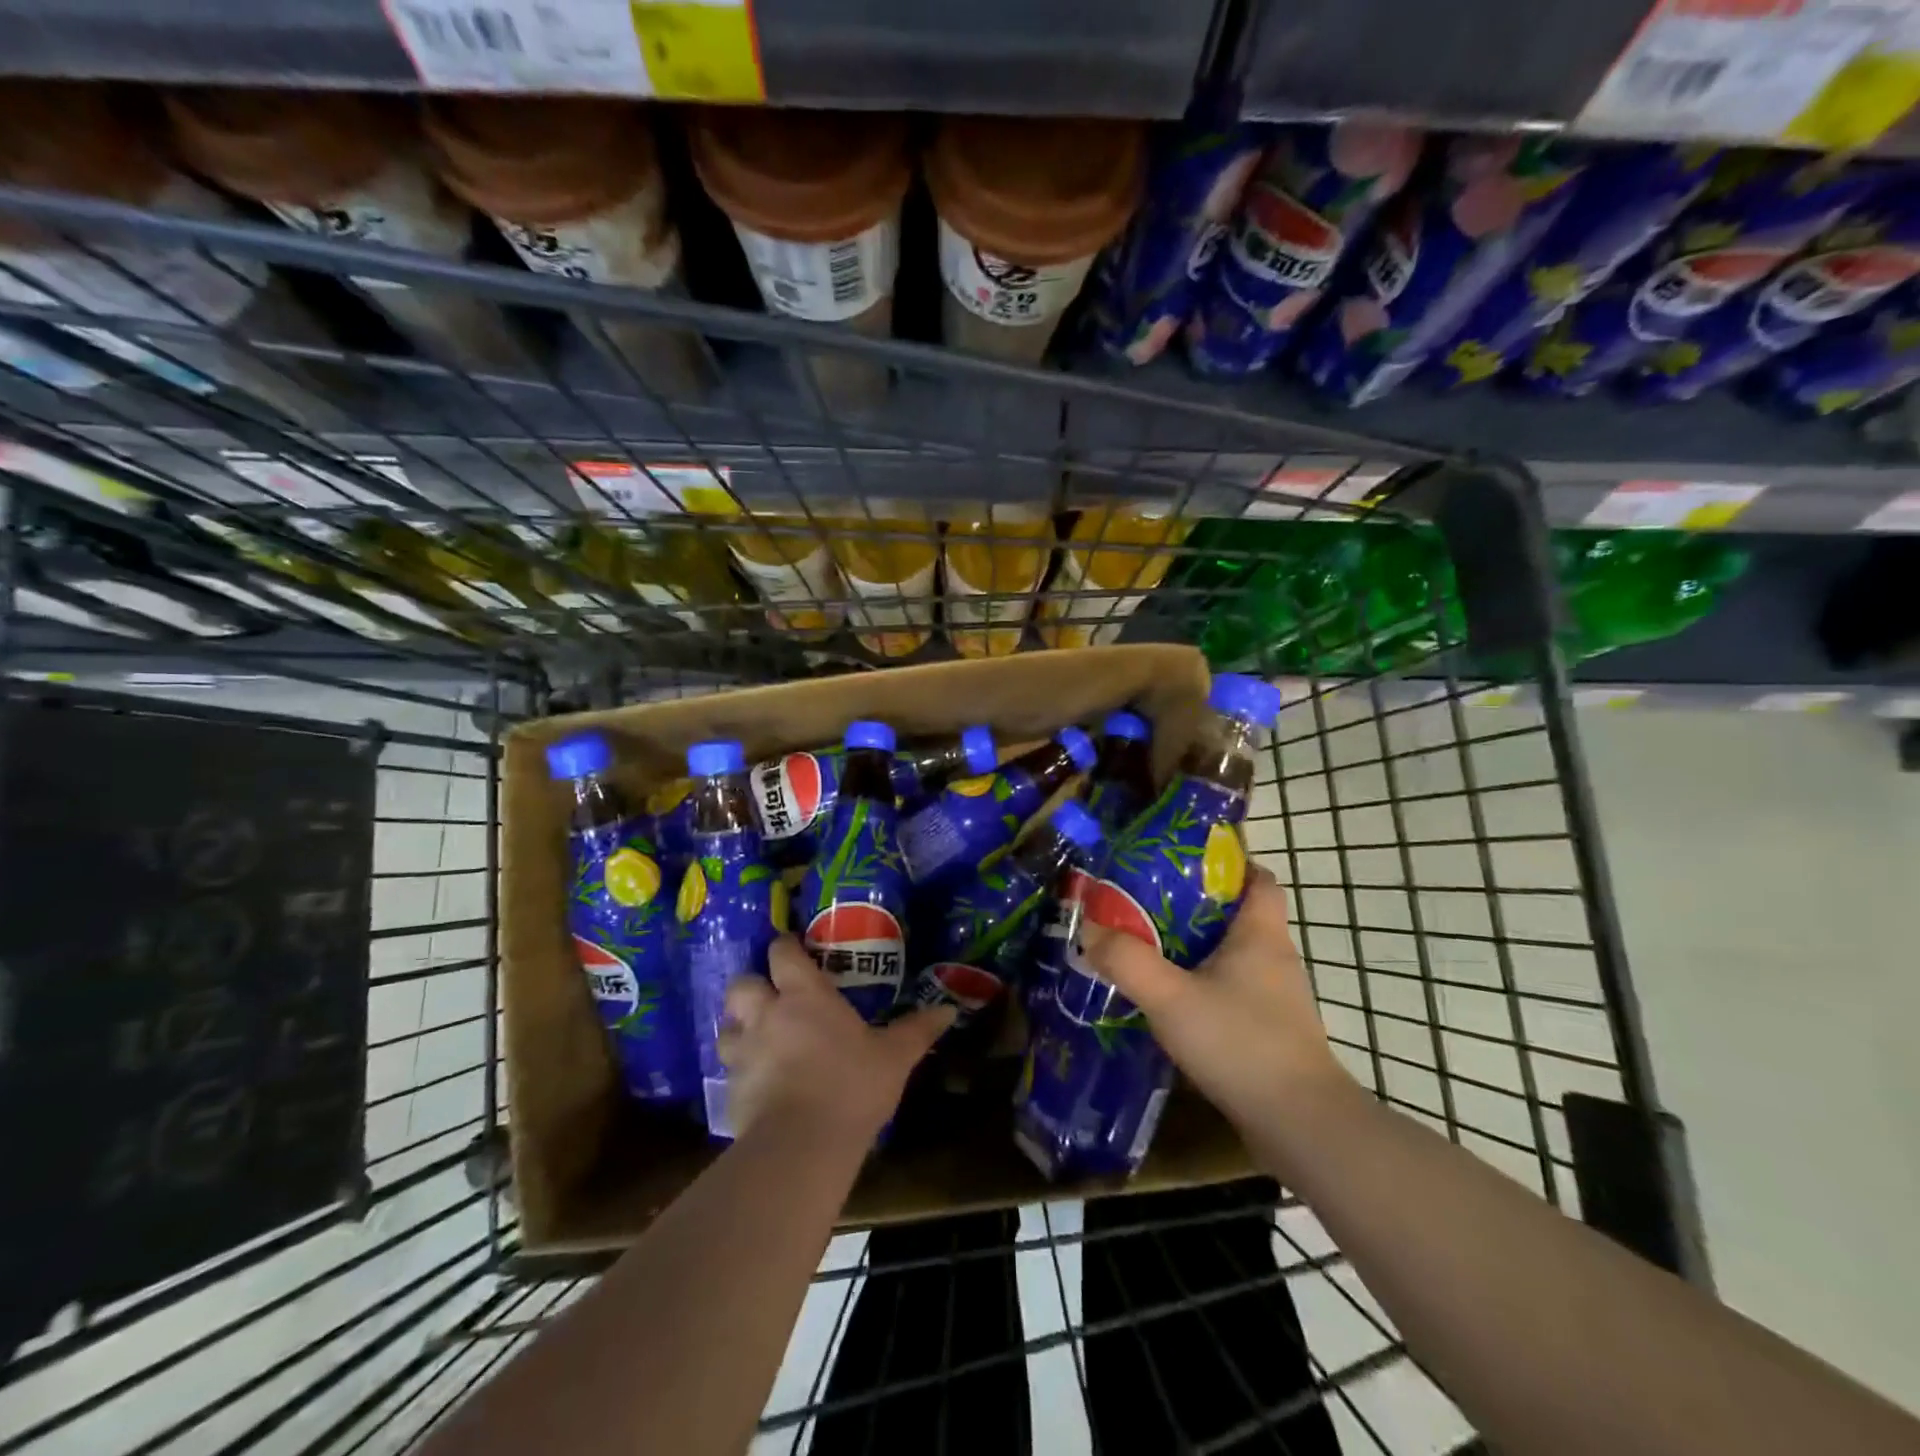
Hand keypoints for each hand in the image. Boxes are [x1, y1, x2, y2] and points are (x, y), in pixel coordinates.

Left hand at [718, 935, 954, 1146]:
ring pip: (726, 1026)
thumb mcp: (894, 1057)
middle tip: (771, 998)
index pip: (782, 952)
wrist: (802, 1145)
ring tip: (758, 1039)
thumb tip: (949, 1009)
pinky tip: (758, 1084)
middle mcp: (766, 1014)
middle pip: (741, 983)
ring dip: (739, 1028)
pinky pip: (729, 1070)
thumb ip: (917, 1030)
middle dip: (752, 986)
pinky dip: (740, 1070)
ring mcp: (744, 1052)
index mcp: (804, 995)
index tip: (795, 951)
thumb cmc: (852, 1085)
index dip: (786, 947)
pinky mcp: (730, 1090)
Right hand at [1080, 867, 1350, 1134]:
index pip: (1257, 878)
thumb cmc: (1240, 1043)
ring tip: (1148, 949)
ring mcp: (1276, 998)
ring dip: (1195, 949)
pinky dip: (1203, 985)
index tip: (1182, 863)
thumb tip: (1089, 928)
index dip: (1227, 863)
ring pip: (1232, 955)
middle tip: (1145, 904)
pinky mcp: (1270, 1031)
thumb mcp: (1170, 997)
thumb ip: (1126, 960)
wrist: (1299, 1126)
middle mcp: (1274, 957)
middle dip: (1193, 906)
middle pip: (1236, 914)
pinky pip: (1232, 991)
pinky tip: (1170, 1001)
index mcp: (1260, 934)